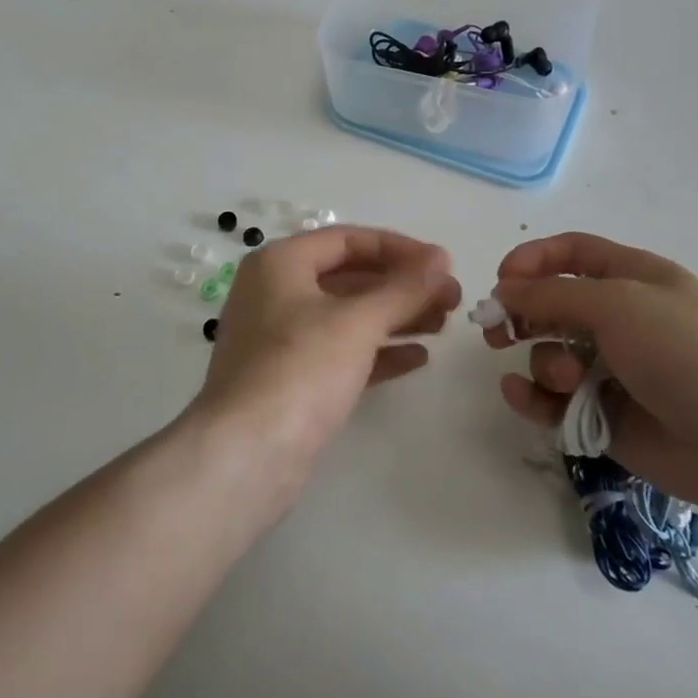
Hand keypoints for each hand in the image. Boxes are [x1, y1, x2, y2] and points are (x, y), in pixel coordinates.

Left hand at [191, 226, 460, 478]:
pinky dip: (379, 351)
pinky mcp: (292, 380)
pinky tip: (419, 358)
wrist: (246, 457)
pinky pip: (342, 353)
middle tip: (451, 298)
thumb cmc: (299, 369)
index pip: (347, 240)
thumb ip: (403, 288)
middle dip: (402, 286)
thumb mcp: (357, 321)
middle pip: (350, 277)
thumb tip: (441, 257)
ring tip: (444, 325)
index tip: (442, 263)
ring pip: (348, 317)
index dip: (399, 248)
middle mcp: (276, 294)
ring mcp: (282, 340)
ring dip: (396, 317)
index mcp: (280, 264)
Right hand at [485, 233, 697, 521]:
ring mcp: (610, 371)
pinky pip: (553, 402)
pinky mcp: (603, 416)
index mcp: (631, 279)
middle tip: (495, 331)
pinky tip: (523, 398)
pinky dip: (533, 399)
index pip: (571, 254)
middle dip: (520, 314)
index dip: (532, 259)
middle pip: (551, 305)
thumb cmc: (686, 351)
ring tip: (563, 380)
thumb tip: (504, 290)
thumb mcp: (618, 304)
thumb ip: (552, 294)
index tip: (501, 280)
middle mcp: (618, 320)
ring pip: (549, 355)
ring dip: (542, 362)